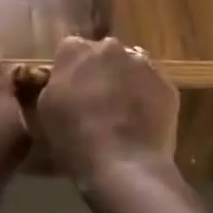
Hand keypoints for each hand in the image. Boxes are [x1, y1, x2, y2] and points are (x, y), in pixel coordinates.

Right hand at [36, 36, 179, 190]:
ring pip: (131, 67)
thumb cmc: (74, 139)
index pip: (70, 50)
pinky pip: (153, 86)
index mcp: (74, 49)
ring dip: (126, 82)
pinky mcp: (167, 84)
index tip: (71, 92)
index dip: (71, 71)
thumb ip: (55, 85)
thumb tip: (64, 82)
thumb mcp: (45, 110)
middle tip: (98, 102)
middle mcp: (109, 47)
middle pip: (103, 54)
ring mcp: (142, 64)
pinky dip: (148, 98)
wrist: (124, 166)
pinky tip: (142, 123)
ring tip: (123, 114)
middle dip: (101, 72)